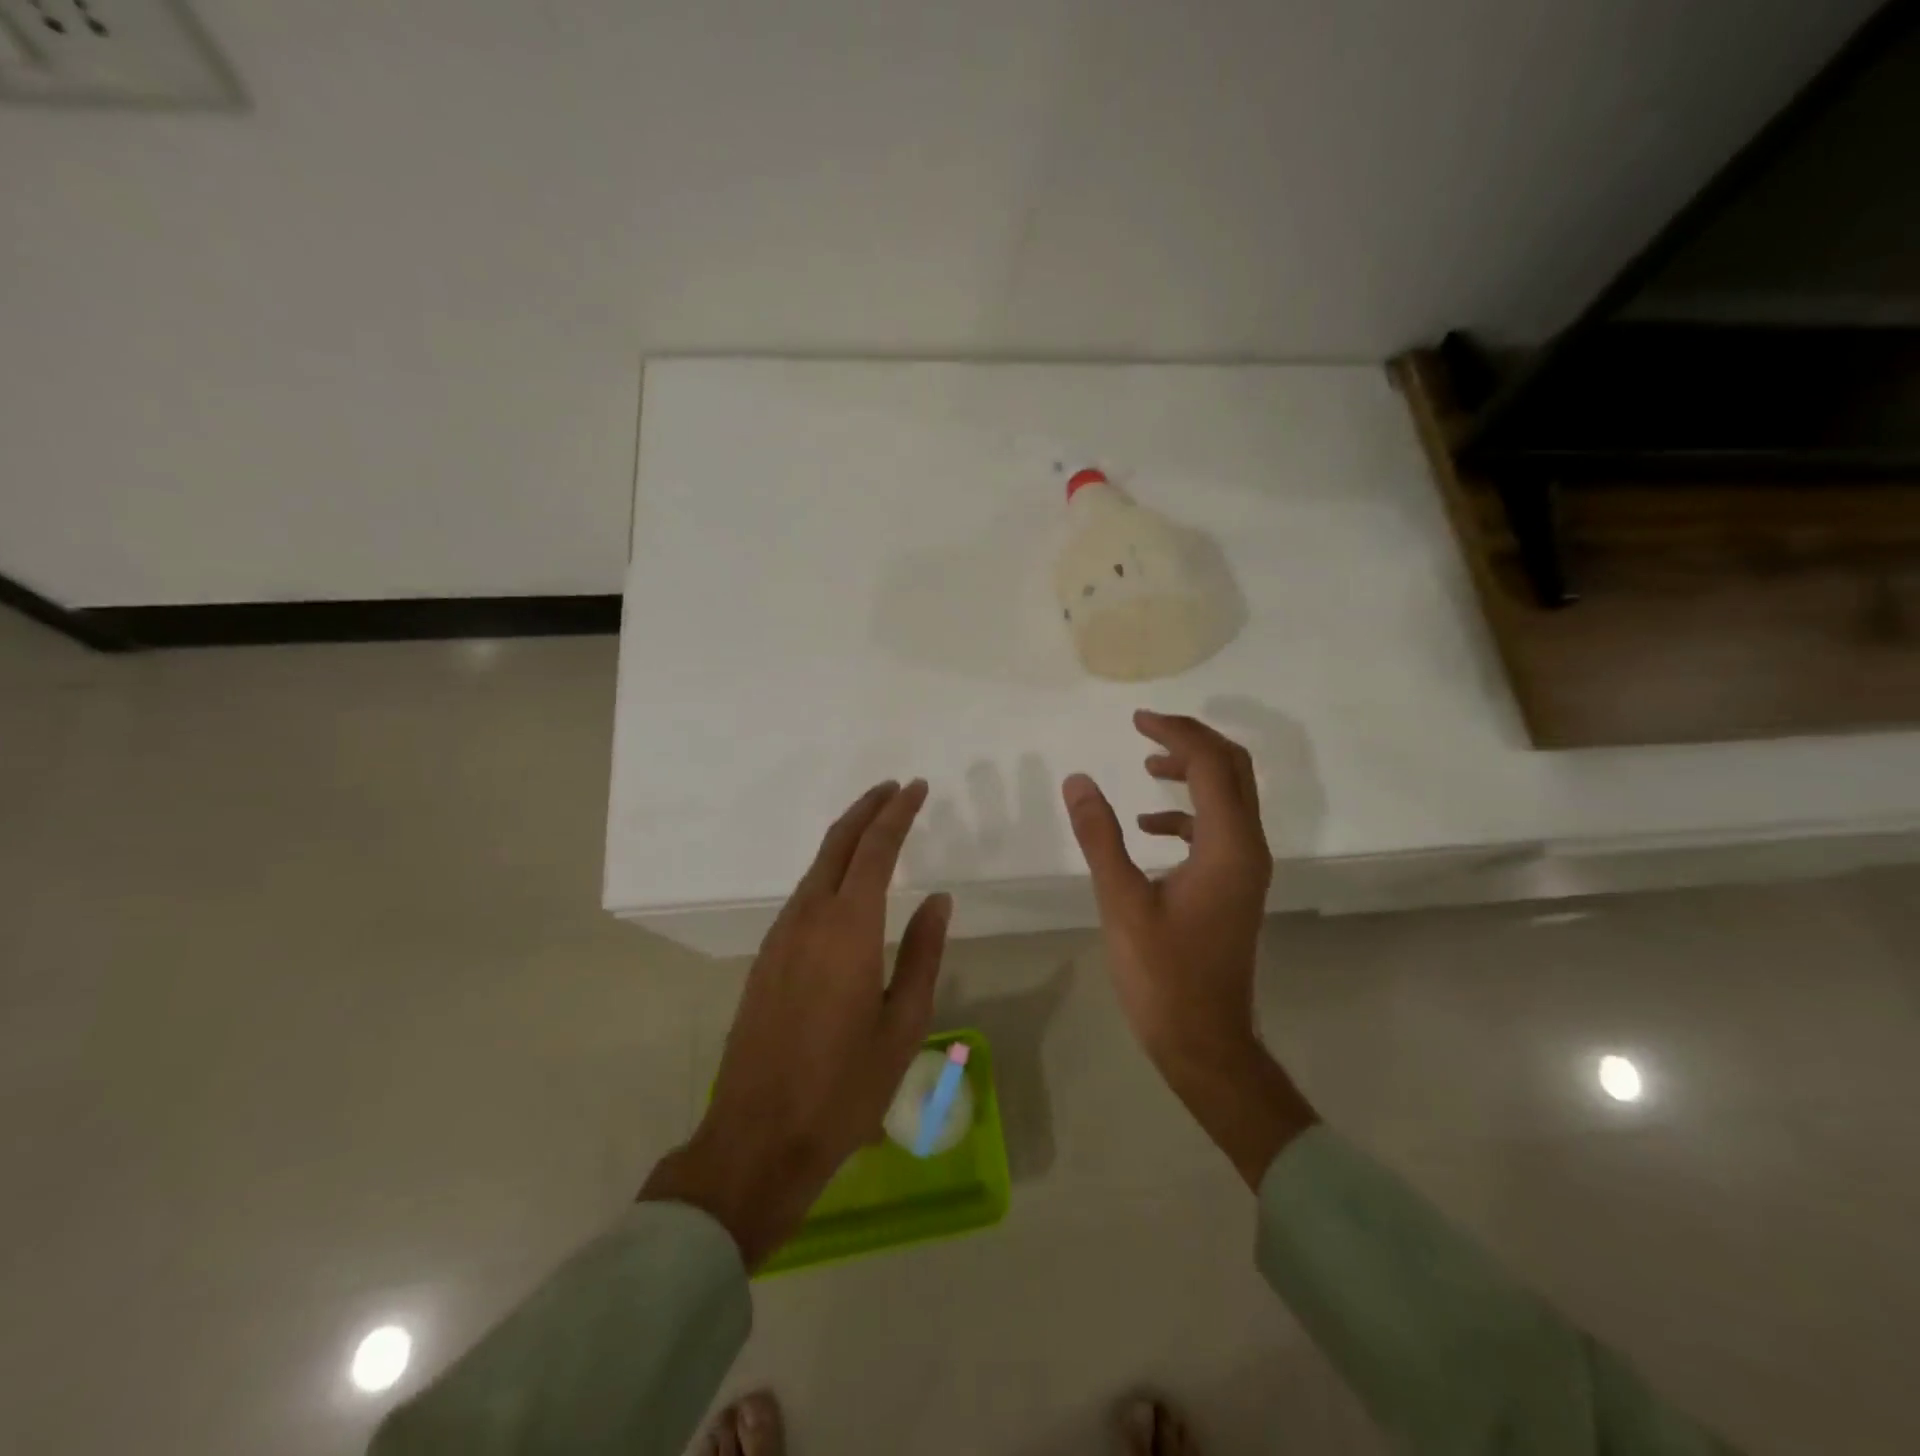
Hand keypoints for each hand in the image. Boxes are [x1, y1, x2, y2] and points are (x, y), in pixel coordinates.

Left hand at [641, 780, 950, 1267]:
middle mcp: (808, 919)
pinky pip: (802, 896)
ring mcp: (780, 938)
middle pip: (837, 845)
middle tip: (894, 790)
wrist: (758, 1138)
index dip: (897, 813)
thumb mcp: (903, 1024)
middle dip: (866, 810)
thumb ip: (923, 953)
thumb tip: (937, 899)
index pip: (875, 849)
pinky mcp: (765, 959)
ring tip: (875, 827)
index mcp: (848, 929)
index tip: (916, 788)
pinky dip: (828, 871)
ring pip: (815, 868)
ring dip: (845, 839)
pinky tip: (843, 883)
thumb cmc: (845, 1087)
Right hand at [1062, 711, 1315, 1185]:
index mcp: (1228, 846)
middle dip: (1192, 741)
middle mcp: (1248, 848)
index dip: (1175, 734)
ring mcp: (1245, 869)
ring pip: (1229, 797)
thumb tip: (1079, 780)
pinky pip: (1218, 828)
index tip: (1136, 720)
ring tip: (1147, 765)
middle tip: (1147, 728)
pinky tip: (1149, 826)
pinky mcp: (1234, 886)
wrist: (1204, 1041)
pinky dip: (1187, 812)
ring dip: (1193, 772)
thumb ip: (1101, 836)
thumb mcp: (1122, 902)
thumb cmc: (1162, 975)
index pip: (1210, 765)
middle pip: (1233, 770)